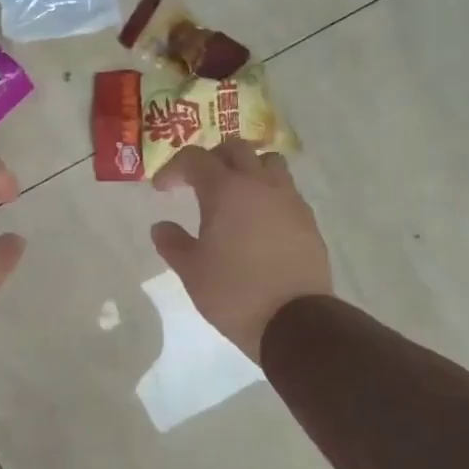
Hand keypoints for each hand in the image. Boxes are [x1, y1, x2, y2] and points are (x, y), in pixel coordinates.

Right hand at [150, 142, 332, 362]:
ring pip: (268, 162)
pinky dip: (268, 193)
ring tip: (234, 193)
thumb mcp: (191, 271)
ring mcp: (289, 199)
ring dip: (248, 168)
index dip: (174, 169)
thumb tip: (161, 227)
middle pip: (235, 148)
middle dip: (212, 158)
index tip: (162, 190)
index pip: (195, 159)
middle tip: (197, 182)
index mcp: (225, 190)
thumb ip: (172, 243)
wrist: (294, 320)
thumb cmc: (233, 292)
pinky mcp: (307, 219)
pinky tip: (259, 220)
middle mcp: (259, 184)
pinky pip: (286, 190)